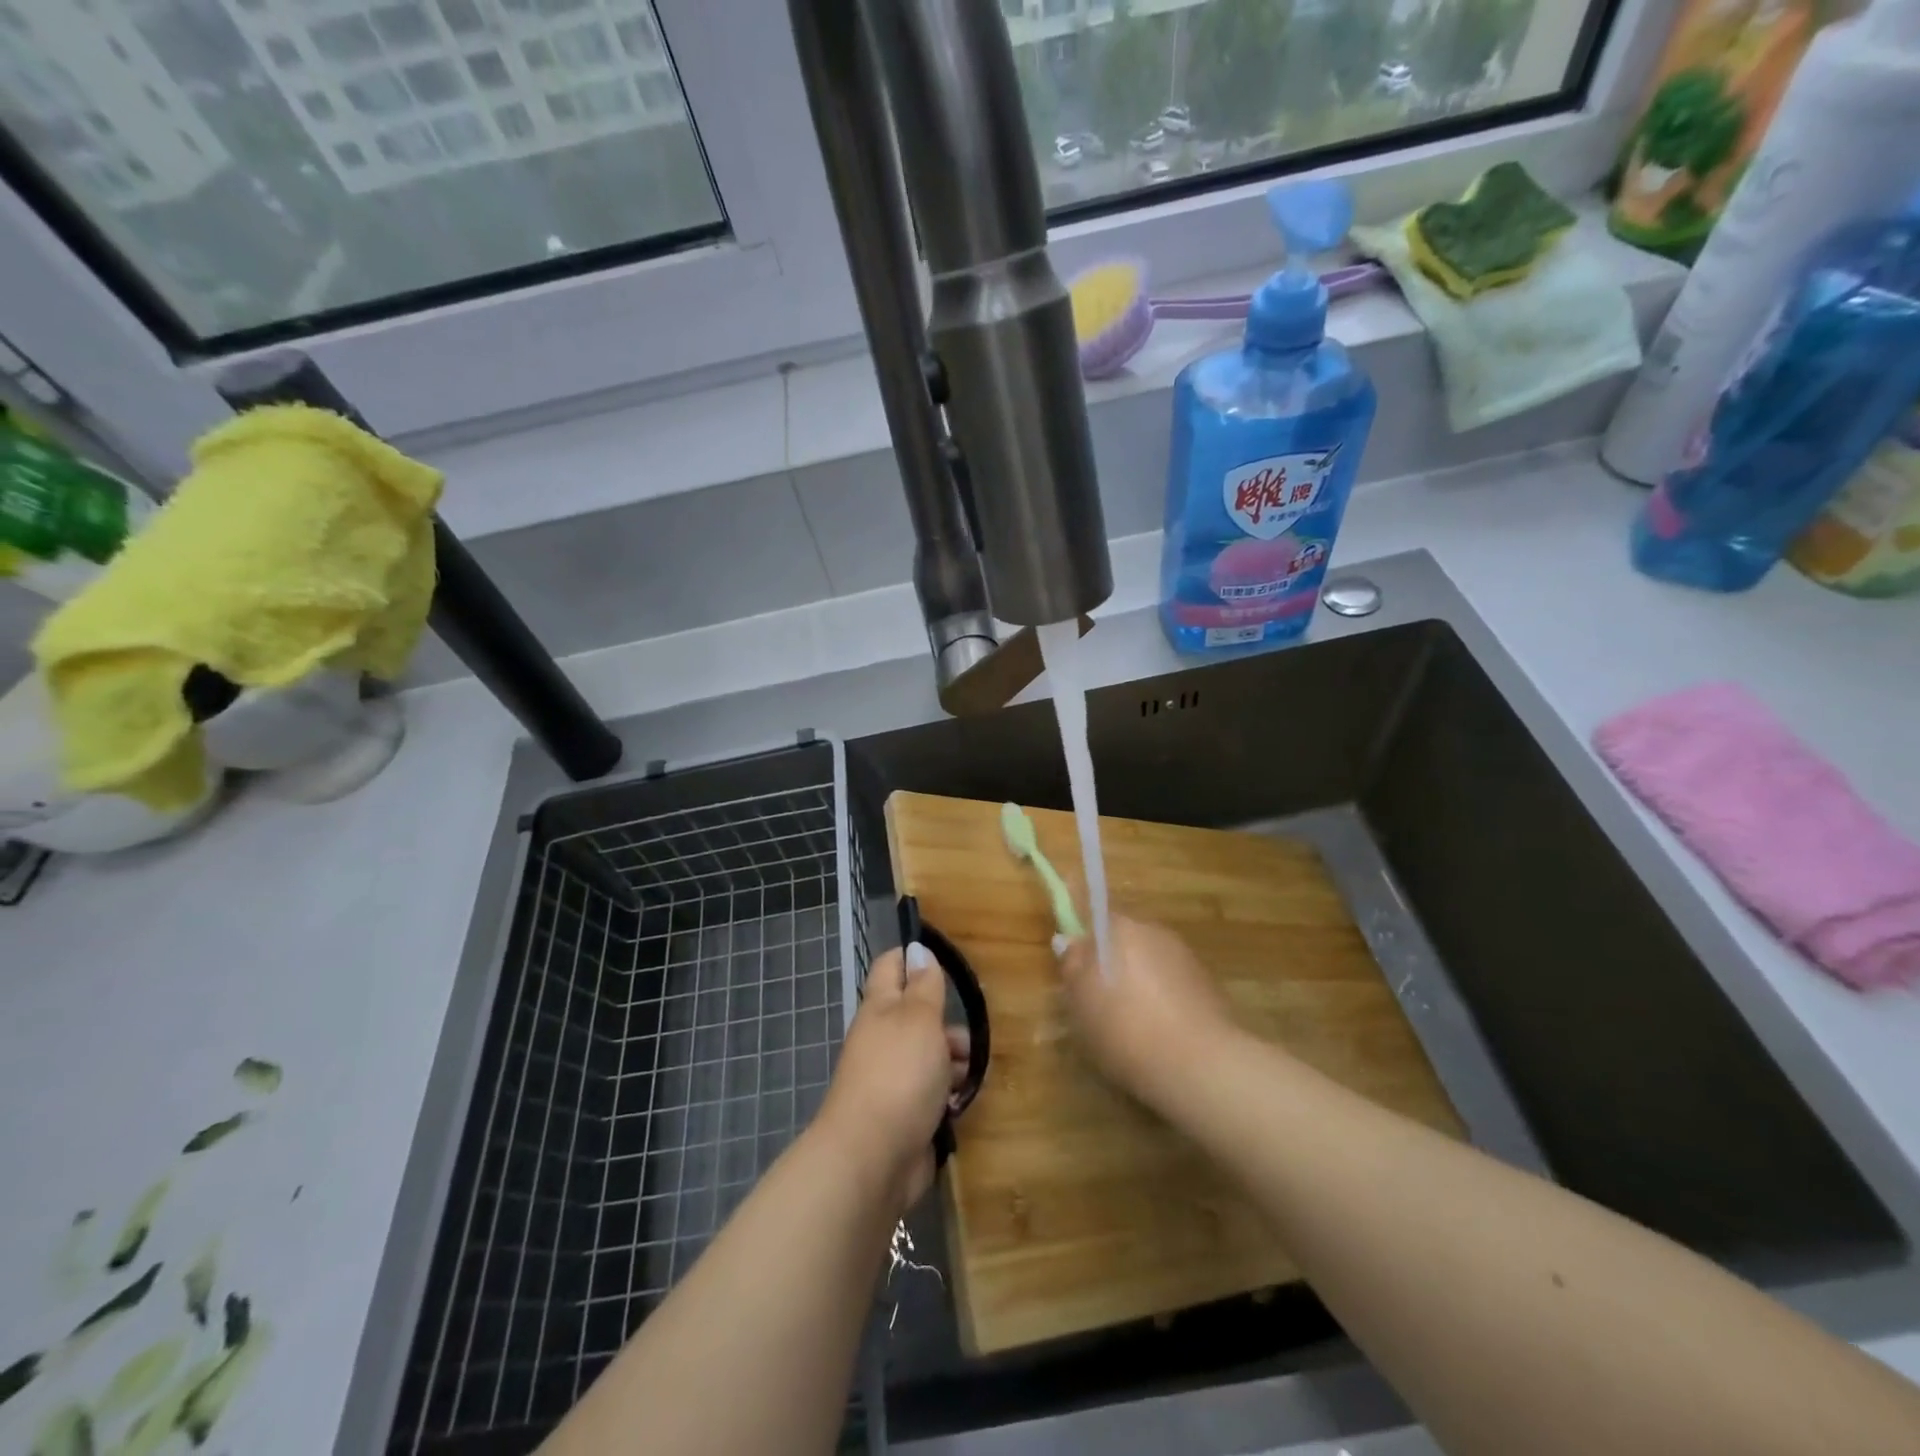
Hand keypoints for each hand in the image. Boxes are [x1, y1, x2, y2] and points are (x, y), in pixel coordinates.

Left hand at [815, 944, 969, 1213]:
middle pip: (917, 1014)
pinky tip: (962, 1101)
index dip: (914, 957)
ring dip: (954, 1059)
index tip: (947, 960)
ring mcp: (892, 1078)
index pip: (891, 967)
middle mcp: (883, 1038)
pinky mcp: (904, 1113)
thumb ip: (924, 985)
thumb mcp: (919, 1019)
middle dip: (947, 1020)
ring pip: (929, 1054)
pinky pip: (932, 1092)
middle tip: (972, 1032)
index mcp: (880, 1008)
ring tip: (971, 1072)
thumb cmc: (899, 1075)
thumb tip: (918, 949)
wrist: (872, 1159)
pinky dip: (948, 1093)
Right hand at [1056, 915, 1235, 1106]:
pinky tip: (1159, 1034)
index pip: (1094, 914)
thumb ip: (1072, 966)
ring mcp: (1185, 957)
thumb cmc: (1125, 1027)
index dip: (1083, 937)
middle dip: (1111, 963)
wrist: (1199, 1064)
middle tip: (1097, 1003)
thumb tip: (1068, 941)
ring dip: (1138, 983)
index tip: (1077, 968)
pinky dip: (1162, 1001)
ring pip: (1149, 963)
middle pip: (1123, 940)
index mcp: (1119, 927)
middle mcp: (1154, 931)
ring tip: (1130, 1026)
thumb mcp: (1080, 1002)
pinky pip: (1172, 985)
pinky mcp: (1208, 985)